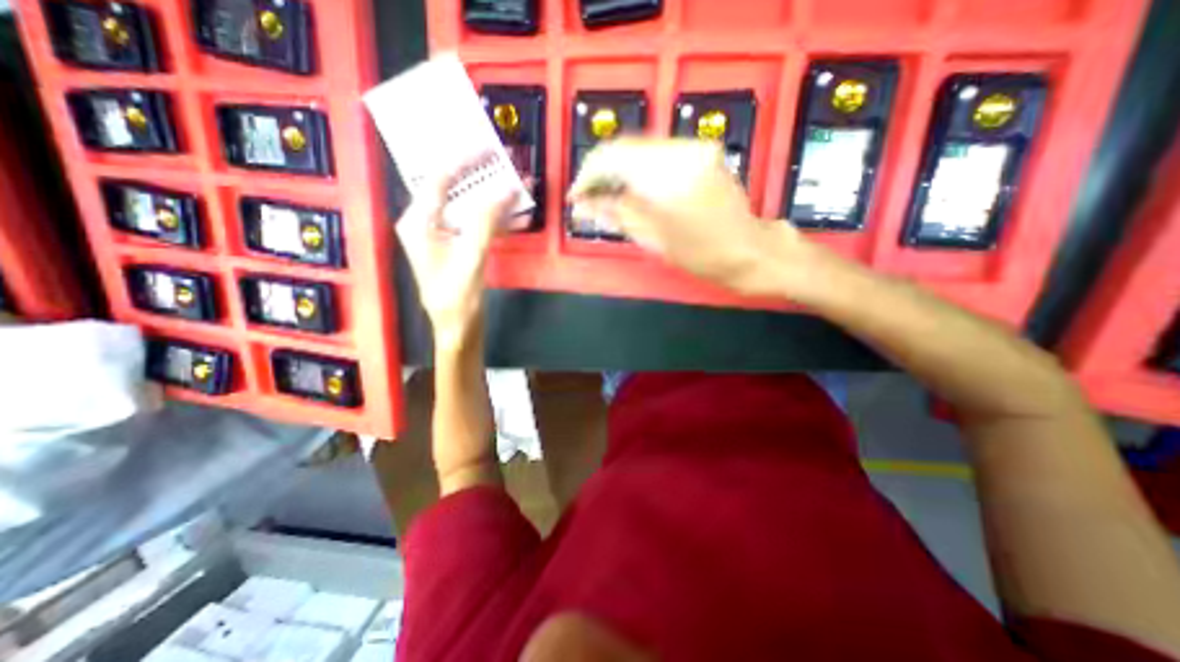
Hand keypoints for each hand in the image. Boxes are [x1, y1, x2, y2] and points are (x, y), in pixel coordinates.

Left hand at [397, 158, 516, 350]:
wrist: (458, 330)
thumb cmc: (457, 299)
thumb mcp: (471, 257)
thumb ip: (486, 221)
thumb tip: (507, 189)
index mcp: (418, 222)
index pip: (439, 179)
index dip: (463, 160)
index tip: (488, 147)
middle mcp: (426, 224)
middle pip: (453, 189)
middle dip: (480, 177)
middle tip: (504, 163)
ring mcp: (442, 236)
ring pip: (467, 206)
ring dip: (492, 197)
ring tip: (515, 186)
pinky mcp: (458, 247)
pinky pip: (476, 224)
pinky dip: (495, 218)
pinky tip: (514, 215)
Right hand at [570, 136, 822, 297]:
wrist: (749, 250)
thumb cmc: (703, 254)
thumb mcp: (654, 238)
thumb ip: (616, 214)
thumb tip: (583, 206)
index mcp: (669, 173)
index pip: (614, 156)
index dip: (588, 174)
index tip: (577, 196)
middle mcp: (682, 149)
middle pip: (626, 148)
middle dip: (602, 173)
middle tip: (589, 199)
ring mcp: (695, 148)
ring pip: (641, 150)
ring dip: (620, 172)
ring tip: (607, 197)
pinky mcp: (702, 153)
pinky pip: (659, 155)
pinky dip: (640, 171)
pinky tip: (632, 190)